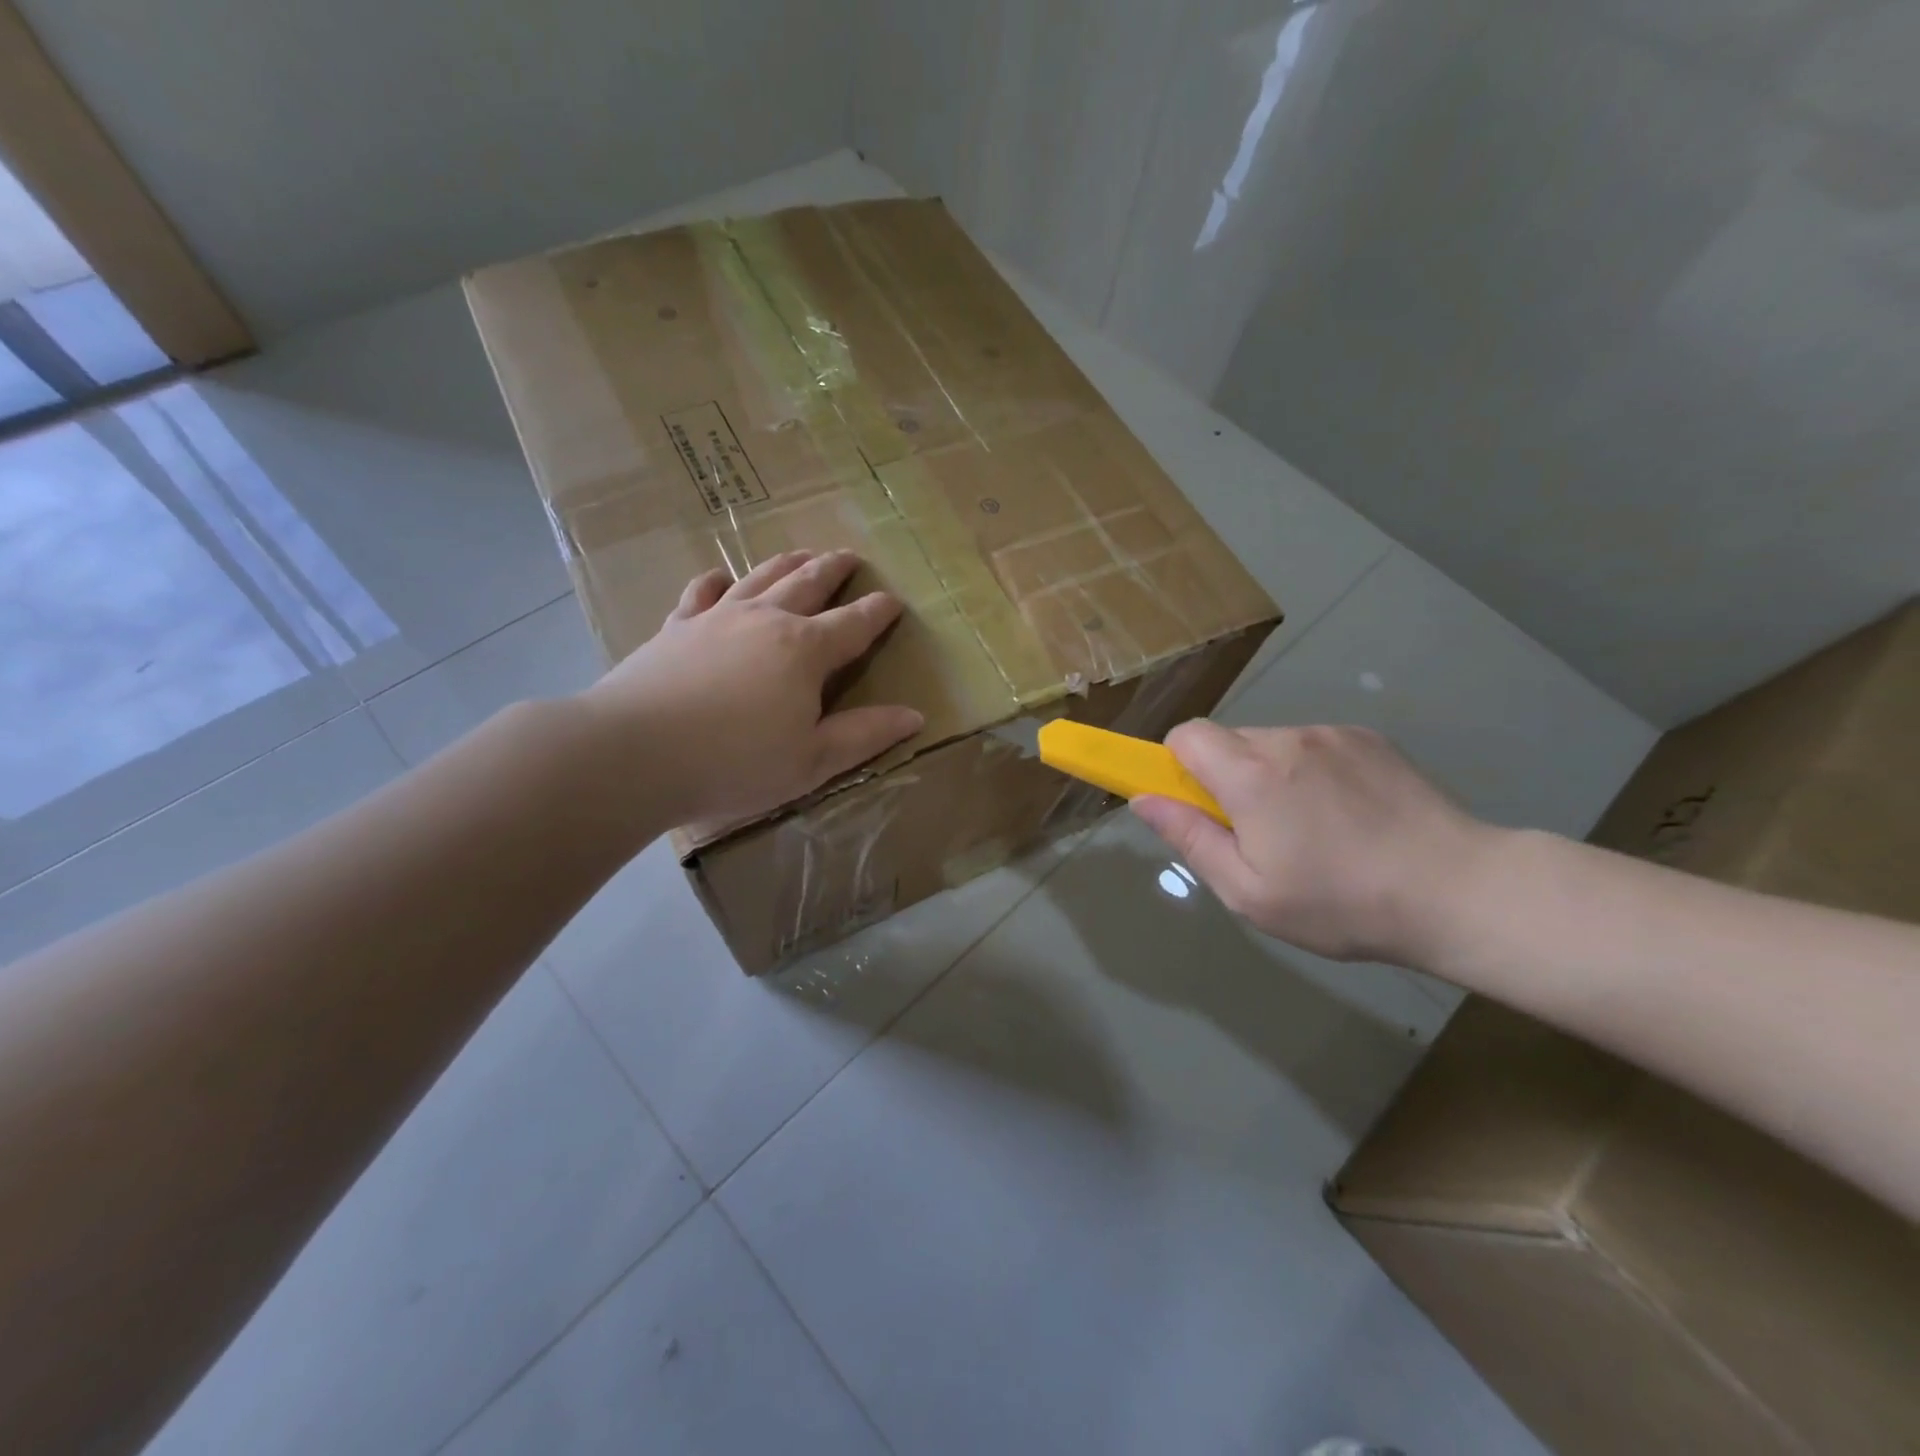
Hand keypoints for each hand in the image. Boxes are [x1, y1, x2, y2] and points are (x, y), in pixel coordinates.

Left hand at [578, 550, 922, 831]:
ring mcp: (717, 617)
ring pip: (761, 577)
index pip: (854, 624)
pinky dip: (717, 580)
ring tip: (802, 553)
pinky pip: (702, 592)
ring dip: (786, 563)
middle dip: (834, 569)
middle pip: (808, 583)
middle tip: (850, 556)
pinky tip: (721, 577)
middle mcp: (766, 620)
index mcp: (806, 651)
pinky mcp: (676, 627)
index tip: (894, 601)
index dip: (879, 611)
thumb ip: (865, 735)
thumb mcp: (812, 761)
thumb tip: (915, 716)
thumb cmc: (735, 762)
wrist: (634, 752)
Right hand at [1130, 721, 1499, 965]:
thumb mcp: (1249, 893)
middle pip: (1228, 740)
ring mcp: (1333, 734)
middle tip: (1257, 834)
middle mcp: (1287, 739)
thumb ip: (1190, 838)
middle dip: (1225, 777)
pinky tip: (1347, 816)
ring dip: (1269, 775)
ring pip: (1272, 744)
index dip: (1177, 765)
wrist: (1460, 891)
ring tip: (1311, 830)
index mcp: (1251, 774)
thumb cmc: (1342, 903)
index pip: (1186, 735)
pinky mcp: (1370, 738)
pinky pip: (1314, 746)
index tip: (1196, 805)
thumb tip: (1143, 799)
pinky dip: (1310, 772)